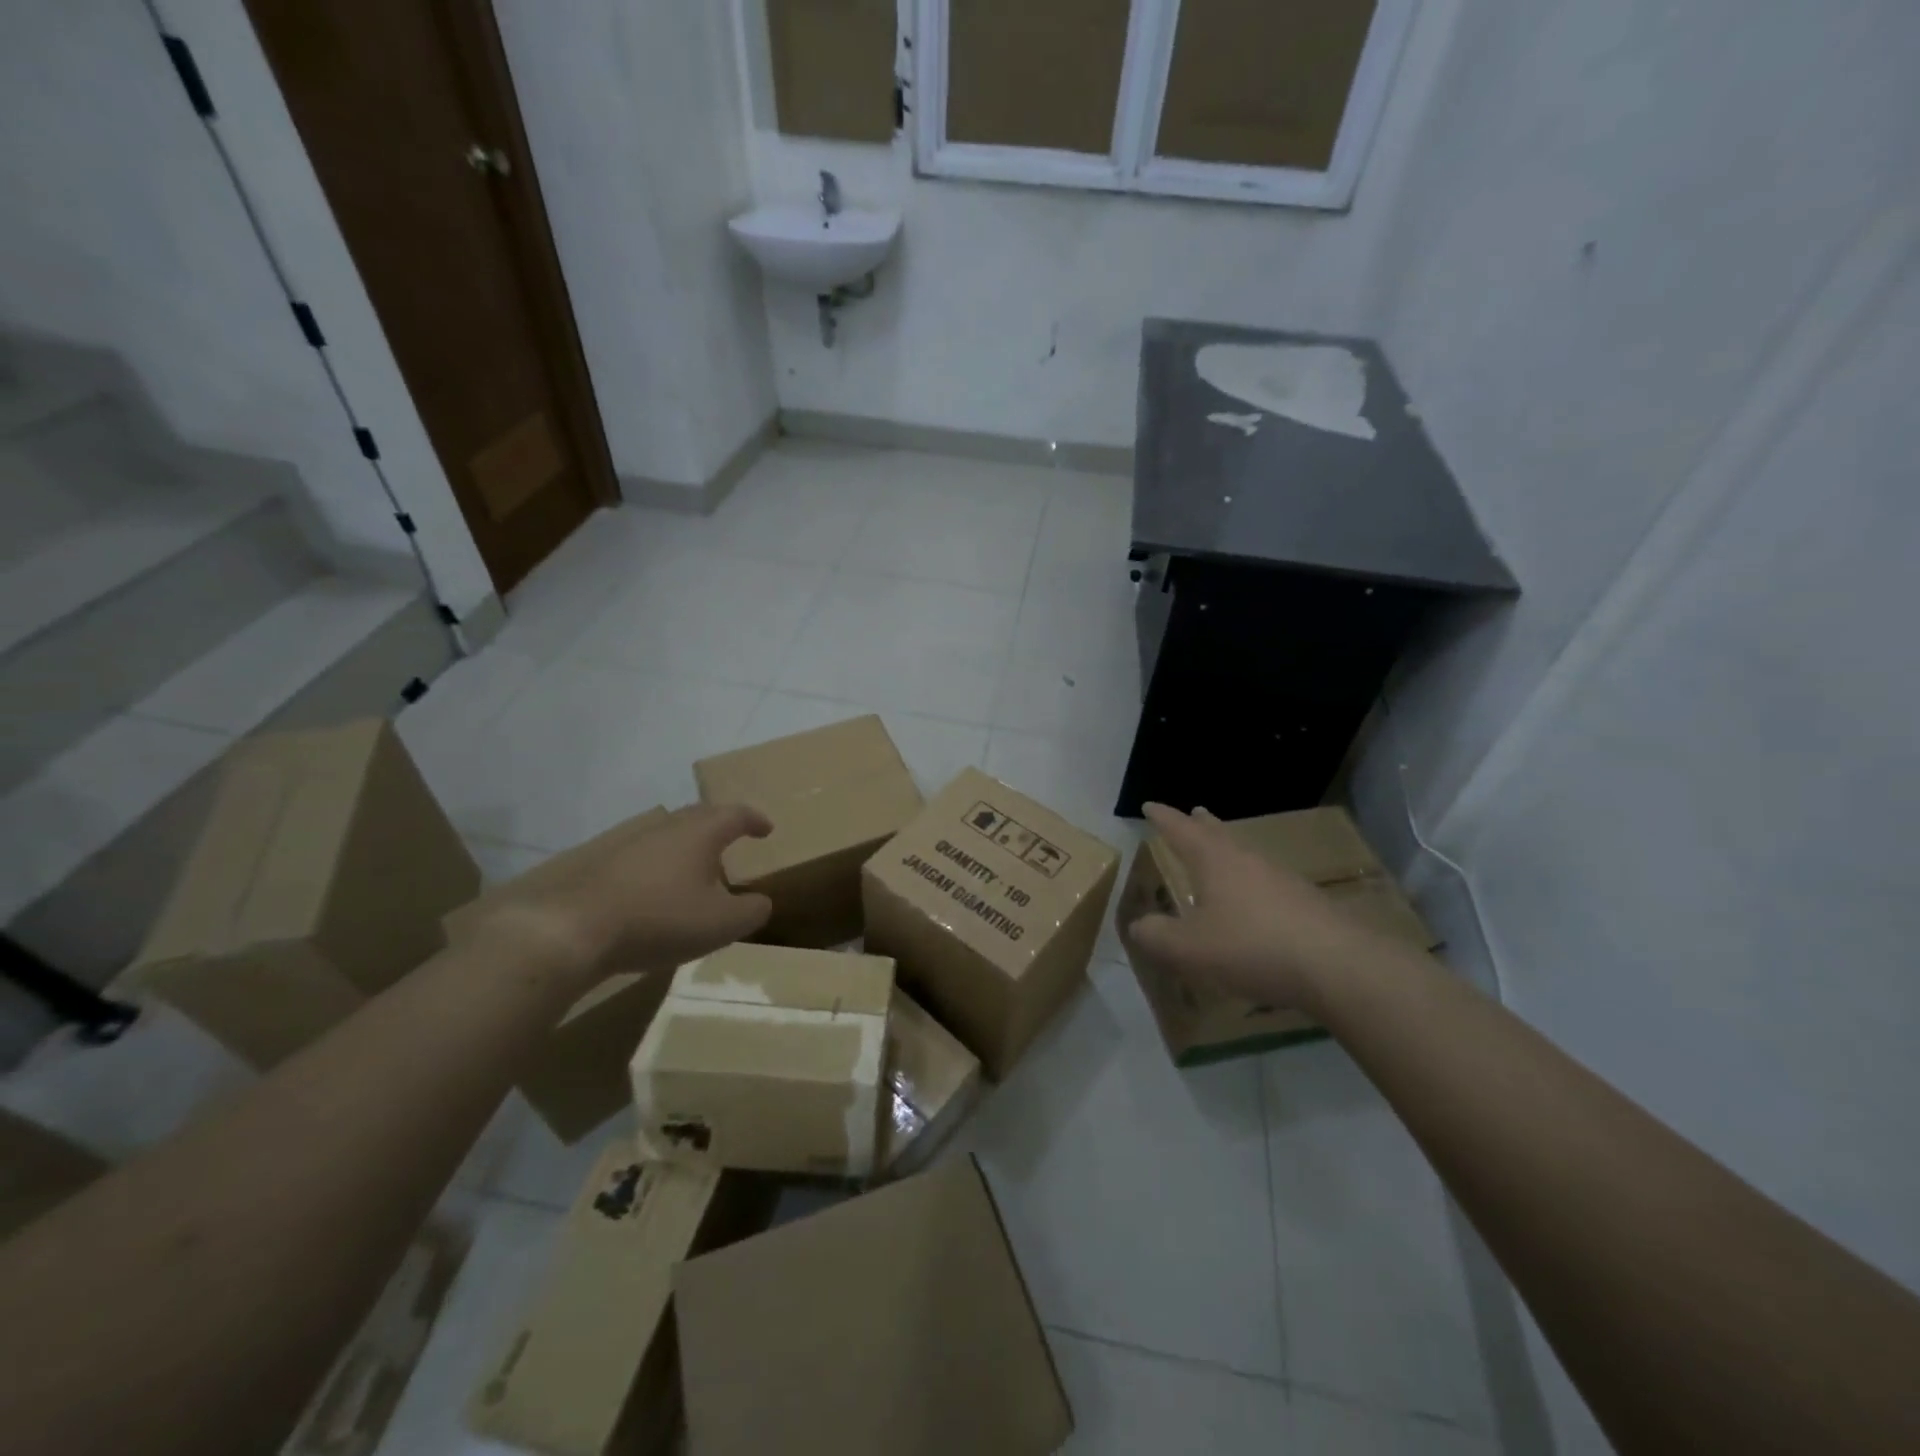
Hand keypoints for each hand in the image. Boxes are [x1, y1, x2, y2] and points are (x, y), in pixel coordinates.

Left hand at [486, 804, 773, 983]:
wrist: (573, 929)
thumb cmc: (660, 919)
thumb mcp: (722, 924)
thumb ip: (752, 911)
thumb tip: (761, 902)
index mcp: (700, 833)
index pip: (735, 814)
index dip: (754, 820)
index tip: (766, 829)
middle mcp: (666, 827)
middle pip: (699, 816)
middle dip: (720, 825)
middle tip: (732, 840)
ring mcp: (628, 841)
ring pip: (667, 833)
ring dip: (686, 844)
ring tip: (695, 866)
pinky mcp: (600, 862)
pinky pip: (641, 854)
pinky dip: (657, 864)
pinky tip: (654, 887)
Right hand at [1122, 803, 1375, 1014]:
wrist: (1338, 966)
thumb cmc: (1251, 947)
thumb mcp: (1189, 949)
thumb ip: (1157, 936)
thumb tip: (1138, 925)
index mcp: (1214, 860)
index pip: (1181, 830)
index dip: (1163, 818)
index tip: (1149, 805)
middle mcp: (1247, 860)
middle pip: (1219, 834)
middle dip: (1201, 825)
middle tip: (1193, 812)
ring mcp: (1282, 879)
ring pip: (1246, 855)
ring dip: (1228, 850)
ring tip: (1219, 854)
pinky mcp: (1306, 903)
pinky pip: (1267, 882)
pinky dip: (1251, 882)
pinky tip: (1253, 901)